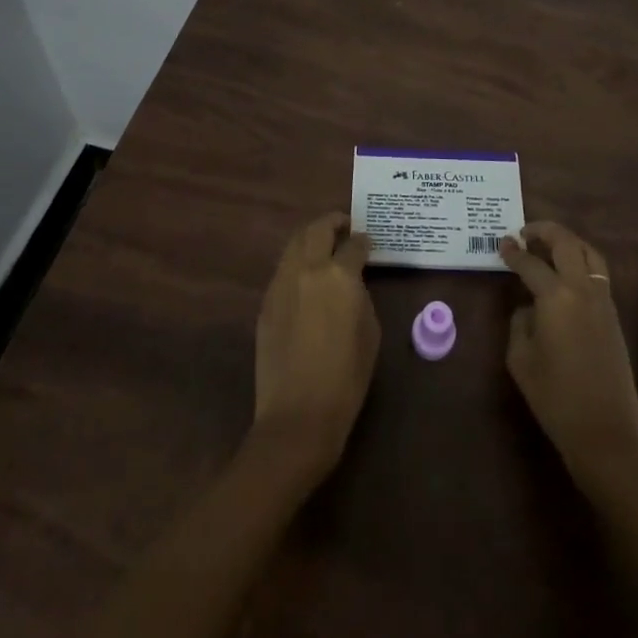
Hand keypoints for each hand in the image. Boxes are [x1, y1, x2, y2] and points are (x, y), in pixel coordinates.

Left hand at [252, 213, 379, 479]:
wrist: (298, 415)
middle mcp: (308, 269)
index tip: (369, 243)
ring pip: (295, 243)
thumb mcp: (370, 332)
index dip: (364, 240)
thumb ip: (361, 295)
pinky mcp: (266, 301)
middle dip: (333, 223)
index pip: (354, 244)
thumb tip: (353, 281)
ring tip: (324, 245)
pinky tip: (306, 275)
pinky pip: (284, 268)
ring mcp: (282, 283)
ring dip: (311, 237)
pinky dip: (297, 261)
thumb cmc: (346, 378)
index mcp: (339, 276)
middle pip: (318, 229)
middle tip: (345, 227)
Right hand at [500, 220, 637, 491]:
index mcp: (556, 297)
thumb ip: (520, 323)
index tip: (502, 243)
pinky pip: (598, 273)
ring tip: (548, 245)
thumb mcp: (521, 359)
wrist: (604, 433)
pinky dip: (581, 260)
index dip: (513, 251)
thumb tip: (529, 307)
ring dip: (568, 241)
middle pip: (566, 243)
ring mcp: (603, 300)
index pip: (531, 263)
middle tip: (525, 232)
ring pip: (589, 253)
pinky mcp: (613, 315)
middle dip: (544, 231)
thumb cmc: (555, 398)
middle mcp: (582, 289)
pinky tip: (565, 273)